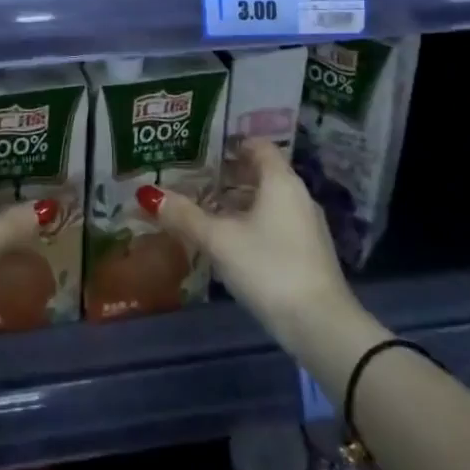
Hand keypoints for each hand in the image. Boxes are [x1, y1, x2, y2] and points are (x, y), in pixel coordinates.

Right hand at [142, 139, 362, 354]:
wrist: (321, 327)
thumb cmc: (268, 267)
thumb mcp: (219, 240)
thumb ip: (184, 216)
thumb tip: (148, 194)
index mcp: (280, 181)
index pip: (257, 145)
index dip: (230, 143)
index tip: (202, 149)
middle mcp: (298, 195)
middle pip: (261, 172)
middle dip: (229, 174)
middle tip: (195, 178)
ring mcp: (307, 225)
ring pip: (268, 200)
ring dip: (239, 201)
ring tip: (206, 209)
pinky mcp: (308, 252)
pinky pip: (275, 223)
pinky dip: (252, 222)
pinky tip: (230, 241)